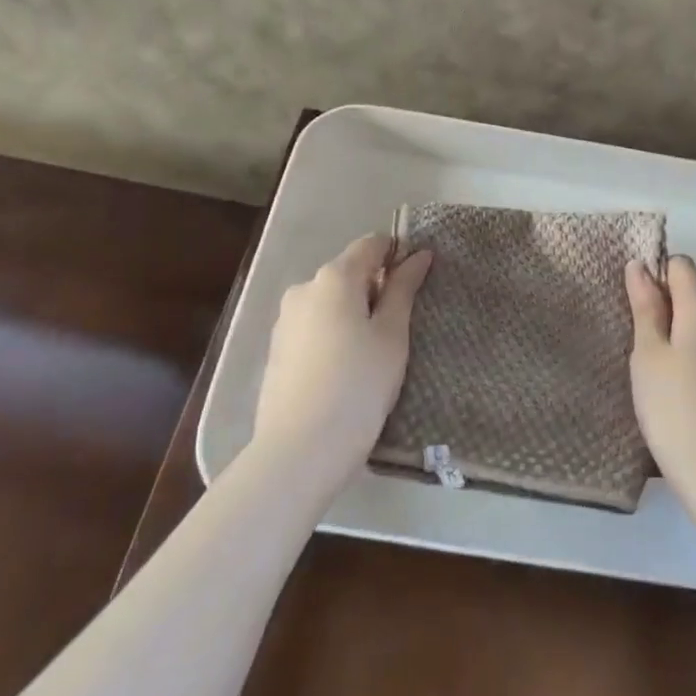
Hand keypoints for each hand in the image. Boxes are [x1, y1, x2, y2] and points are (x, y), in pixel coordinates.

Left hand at [253, 233, 432, 494]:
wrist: (299, 451)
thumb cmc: (358, 385)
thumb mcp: (391, 335)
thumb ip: (403, 290)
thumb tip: (418, 255)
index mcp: (334, 277)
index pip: (371, 244)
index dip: (398, 253)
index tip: (419, 280)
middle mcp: (304, 288)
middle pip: (348, 272)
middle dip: (376, 288)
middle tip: (401, 325)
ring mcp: (285, 320)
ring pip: (330, 302)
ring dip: (354, 313)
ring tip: (375, 353)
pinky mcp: (277, 350)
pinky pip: (314, 327)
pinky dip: (334, 335)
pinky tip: (347, 370)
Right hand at [626, 255, 695, 514]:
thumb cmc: (674, 410)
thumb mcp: (647, 355)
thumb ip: (645, 307)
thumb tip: (640, 266)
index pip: (682, 266)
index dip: (656, 277)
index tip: (637, 309)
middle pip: (695, 297)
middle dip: (668, 312)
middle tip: (643, 351)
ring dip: (685, 339)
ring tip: (663, 379)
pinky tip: (687, 396)